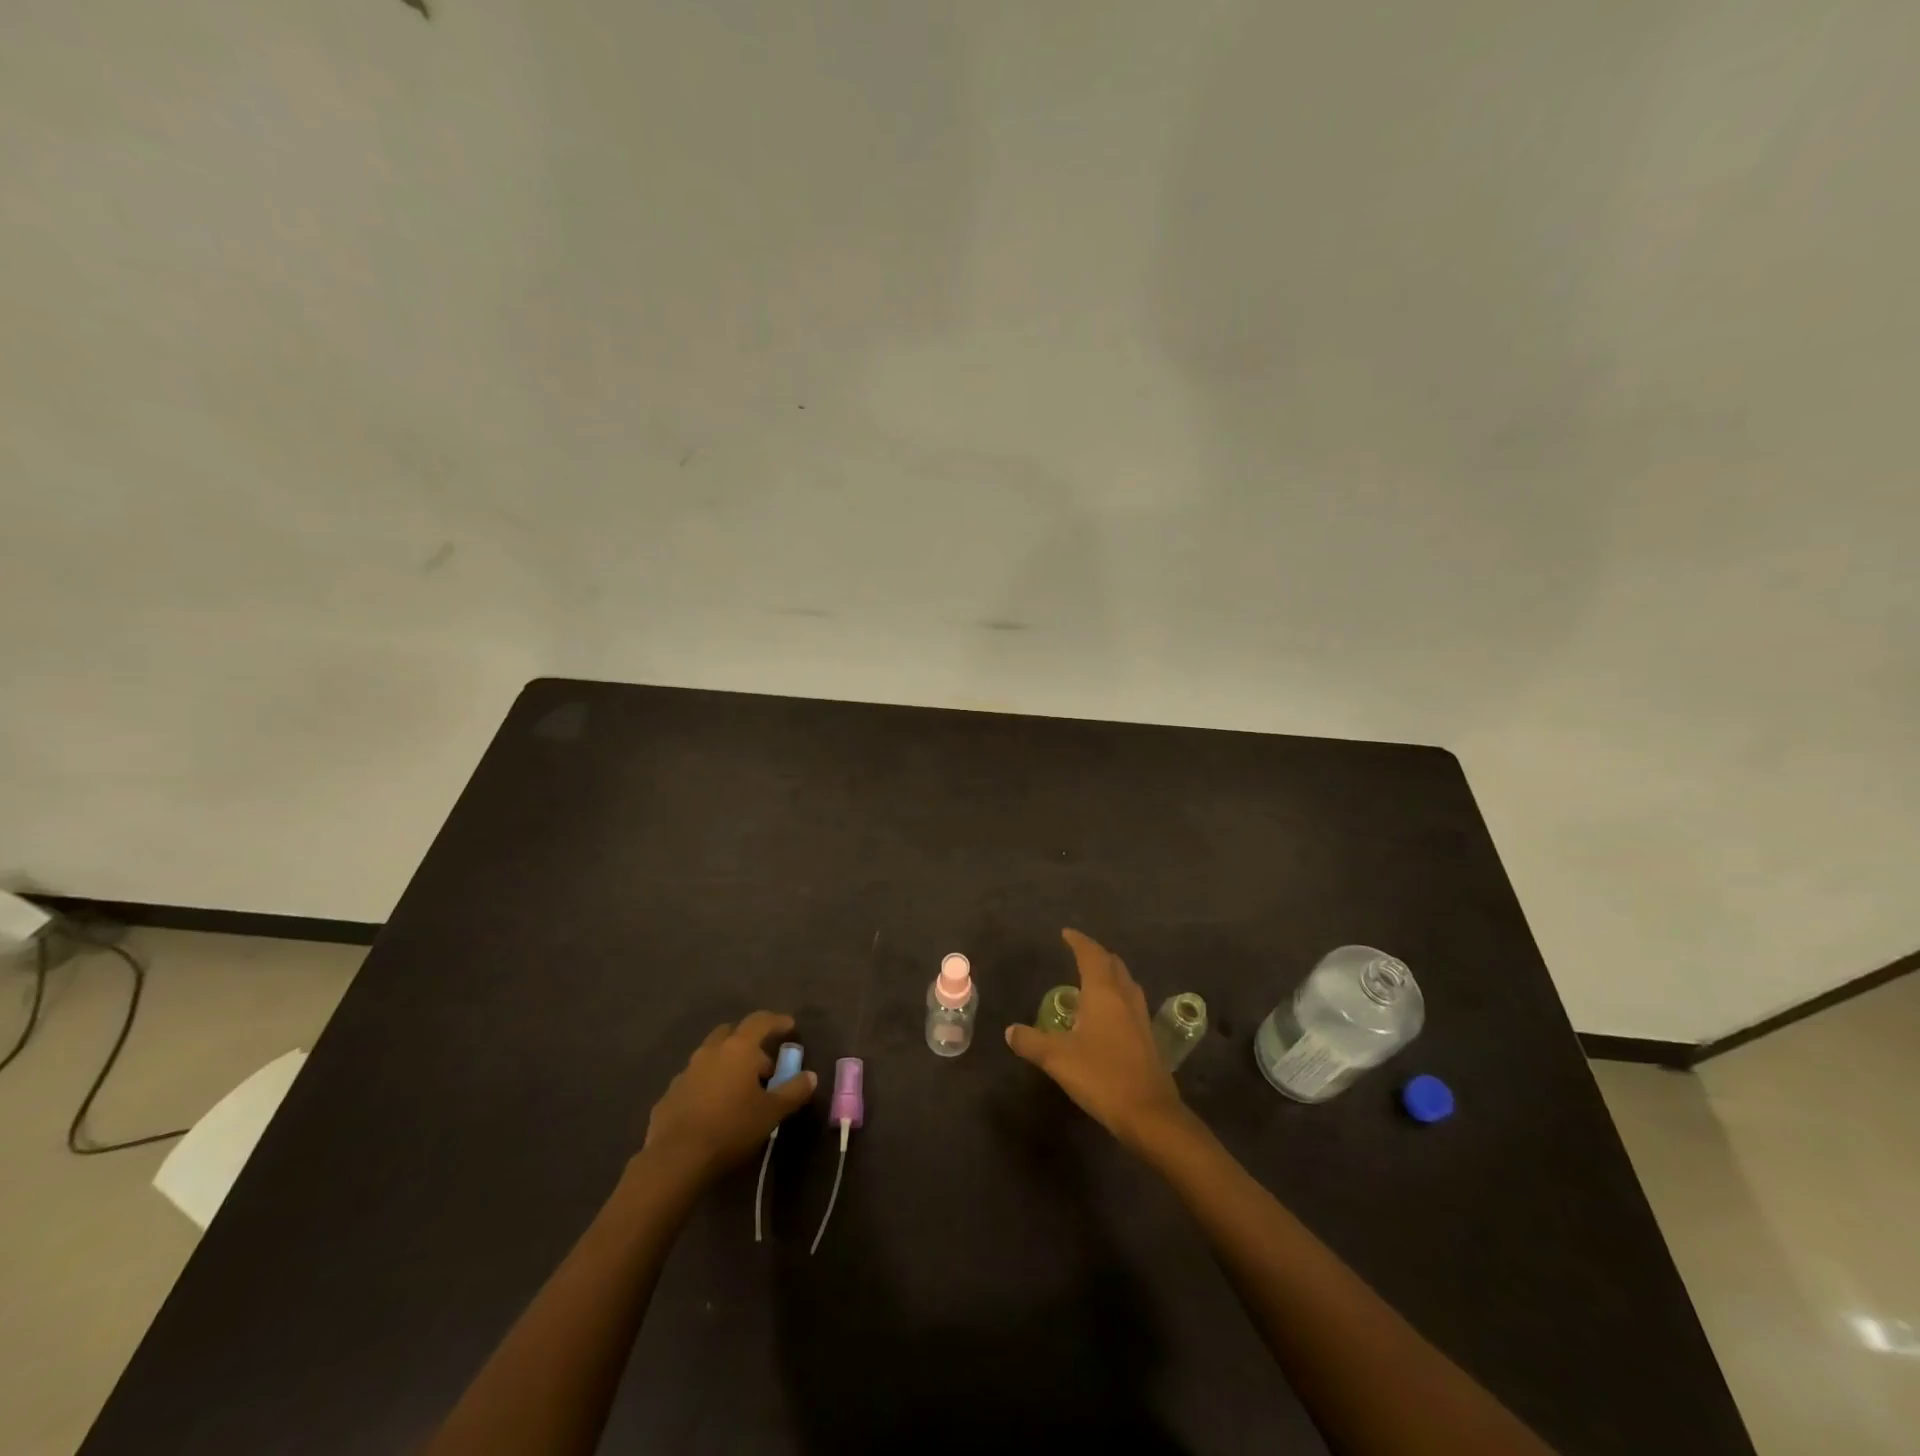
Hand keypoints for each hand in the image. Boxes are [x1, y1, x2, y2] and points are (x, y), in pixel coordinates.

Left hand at [642, 1012, 815, 1181]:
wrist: (676, 1159)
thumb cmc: (731, 1127)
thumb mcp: (771, 1112)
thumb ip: (793, 1091)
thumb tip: (810, 1076)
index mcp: (738, 1048)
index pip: (760, 1021)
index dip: (777, 1021)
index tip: (790, 1027)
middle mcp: (710, 1051)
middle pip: (731, 1033)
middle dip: (749, 1043)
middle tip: (763, 1065)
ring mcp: (686, 1071)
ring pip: (711, 1056)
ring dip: (727, 1064)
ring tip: (739, 1090)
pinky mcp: (670, 1094)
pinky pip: (695, 1080)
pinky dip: (708, 1085)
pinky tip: (714, 1108)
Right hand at [1005, 929, 1186, 1149]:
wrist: (1149, 1113)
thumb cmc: (1101, 1076)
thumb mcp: (1057, 1058)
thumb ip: (1031, 1042)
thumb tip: (1010, 1031)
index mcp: (1104, 992)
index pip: (1091, 955)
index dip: (1079, 941)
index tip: (1066, 933)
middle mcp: (1125, 997)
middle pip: (1112, 964)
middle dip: (1096, 954)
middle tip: (1079, 952)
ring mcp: (1140, 1017)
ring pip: (1125, 982)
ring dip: (1110, 974)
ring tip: (1092, 979)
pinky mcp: (1148, 1037)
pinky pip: (1130, 1002)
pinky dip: (1117, 995)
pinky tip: (1108, 1014)